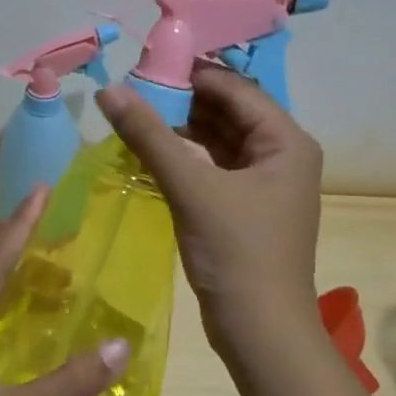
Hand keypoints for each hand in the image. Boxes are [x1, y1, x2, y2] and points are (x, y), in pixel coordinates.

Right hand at [96, 66, 323, 355]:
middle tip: (132, 92)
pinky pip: (213, 171)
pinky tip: (150, 157)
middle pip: (228, 114)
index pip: (237, 90)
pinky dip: (184, 162)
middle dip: (182, 103)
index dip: (192, 74)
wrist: (260, 329)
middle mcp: (281, 157)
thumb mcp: (192, 188)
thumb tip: (109, 91)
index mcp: (286, 142)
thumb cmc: (237, 252)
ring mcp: (263, 186)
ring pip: (218, 144)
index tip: (145, 66)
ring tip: (134, 120)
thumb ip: (150, 137)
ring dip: (180, 133)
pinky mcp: (244, 211)